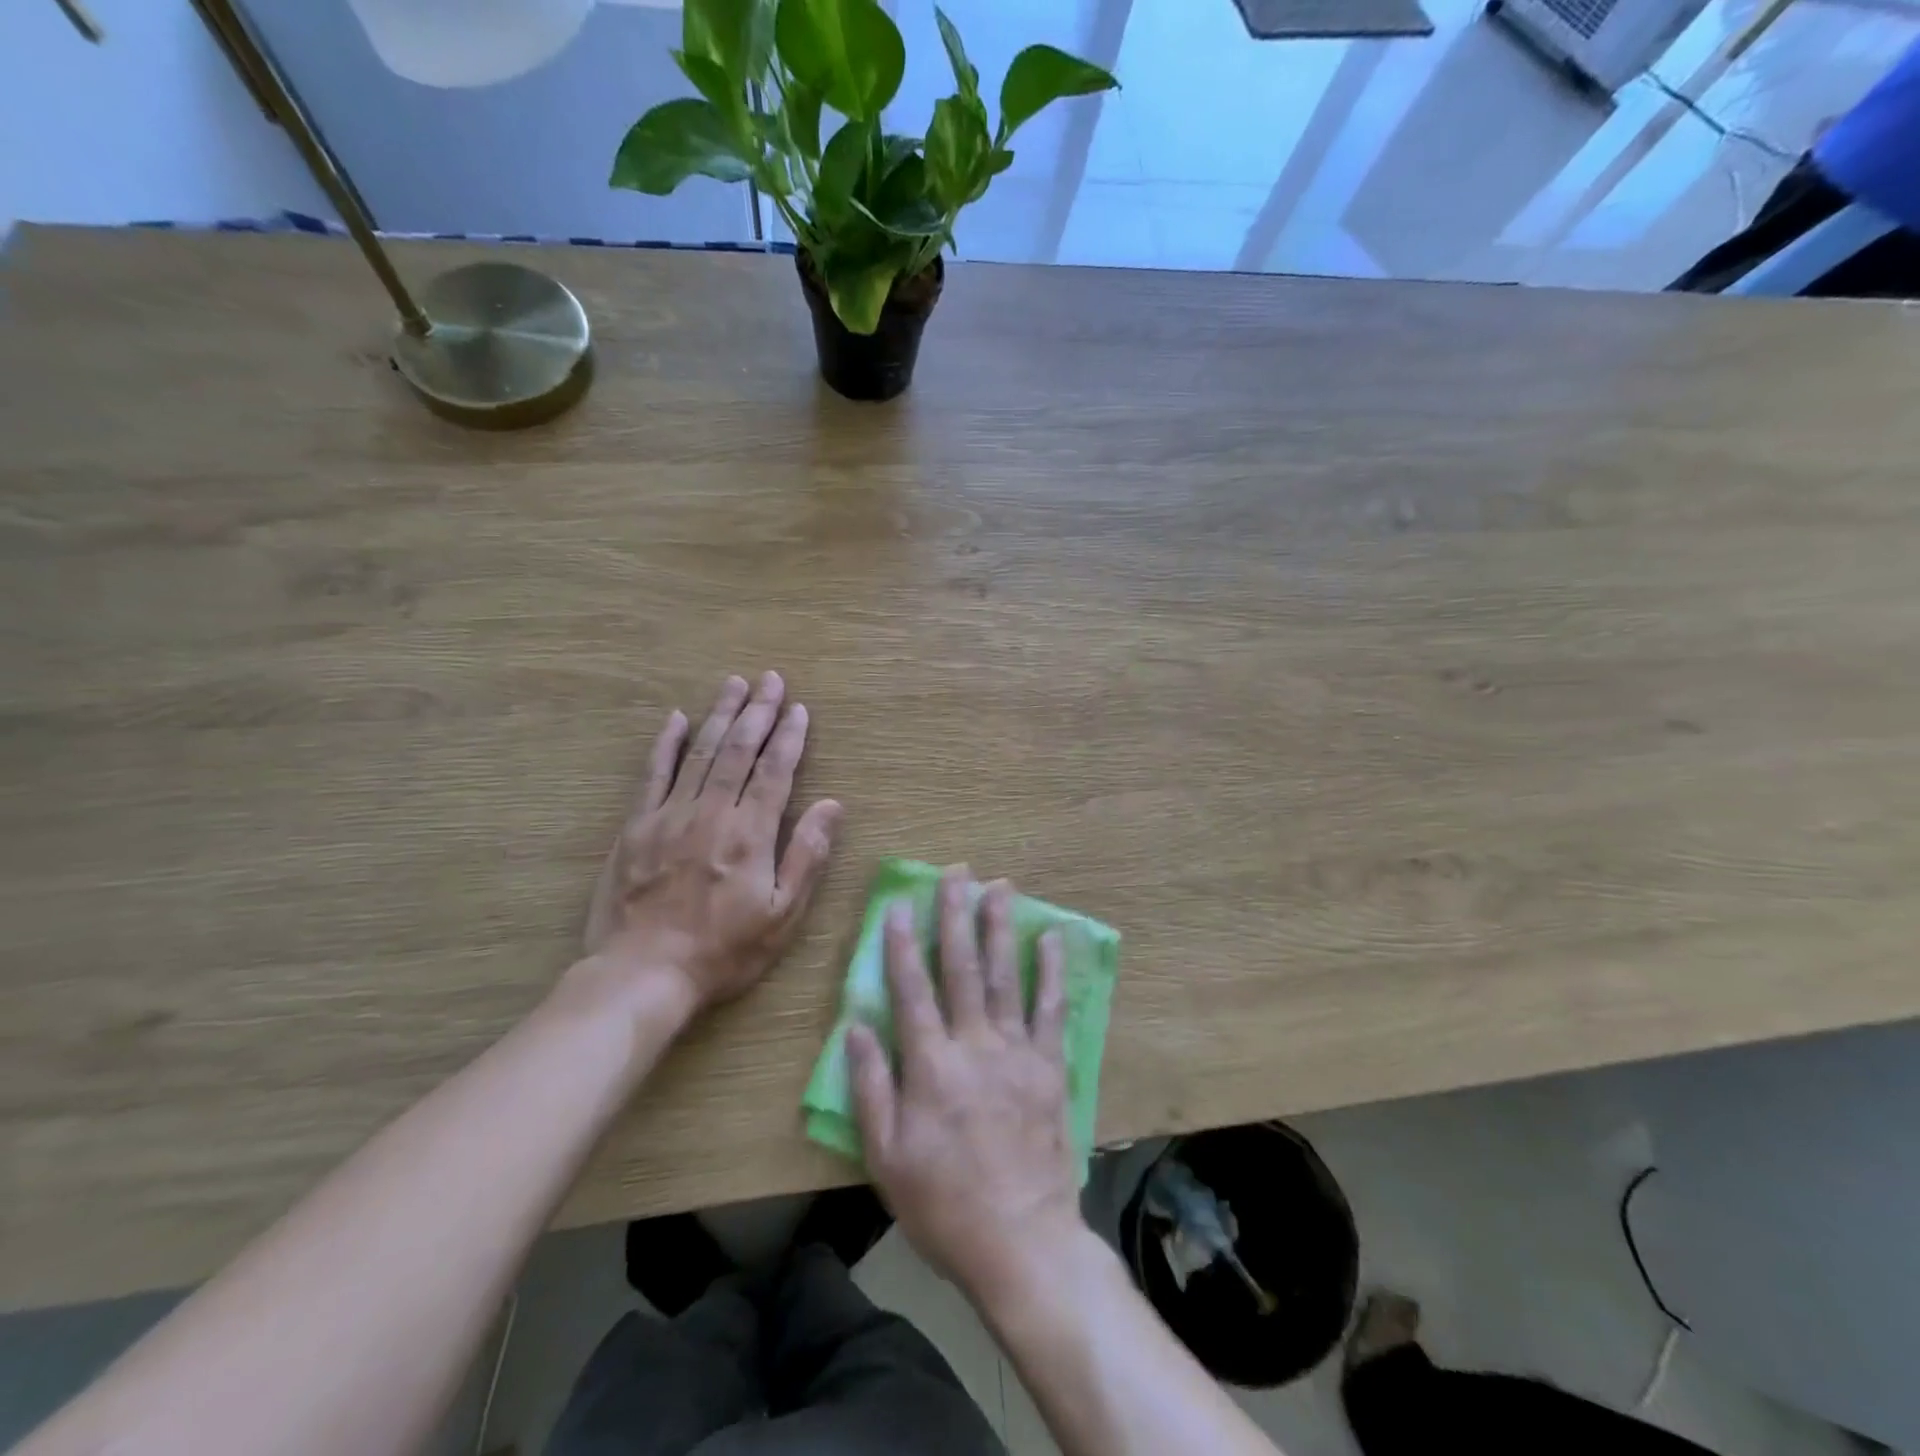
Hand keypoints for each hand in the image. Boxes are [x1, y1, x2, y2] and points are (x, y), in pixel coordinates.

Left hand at [582, 672, 842, 1014]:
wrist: (643, 974)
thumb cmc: (724, 950)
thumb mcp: (783, 914)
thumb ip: (807, 855)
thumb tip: (833, 805)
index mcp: (750, 833)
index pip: (775, 771)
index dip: (789, 737)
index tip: (798, 708)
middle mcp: (711, 813)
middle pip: (738, 751)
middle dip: (758, 712)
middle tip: (770, 679)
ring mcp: (669, 815)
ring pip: (699, 753)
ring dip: (720, 715)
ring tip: (734, 684)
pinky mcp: (636, 827)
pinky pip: (652, 774)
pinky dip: (665, 744)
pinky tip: (675, 718)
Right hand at [849, 866, 1083, 1303]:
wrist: (1021, 1241)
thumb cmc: (943, 1203)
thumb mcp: (886, 1156)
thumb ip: (871, 1087)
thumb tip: (855, 1026)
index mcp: (930, 1066)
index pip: (911, 990)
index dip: (903, 944)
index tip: (901, 904)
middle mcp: (973, 1045)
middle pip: (962, 968)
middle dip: (956, 916)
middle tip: (957, 873)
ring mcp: (1016, 1052)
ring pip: (1006, 976)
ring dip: (1000, 928)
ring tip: (1000, 886)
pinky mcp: (1049, 1066)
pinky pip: (1051, 1008)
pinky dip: (1052, 970)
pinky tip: (1053, 937)